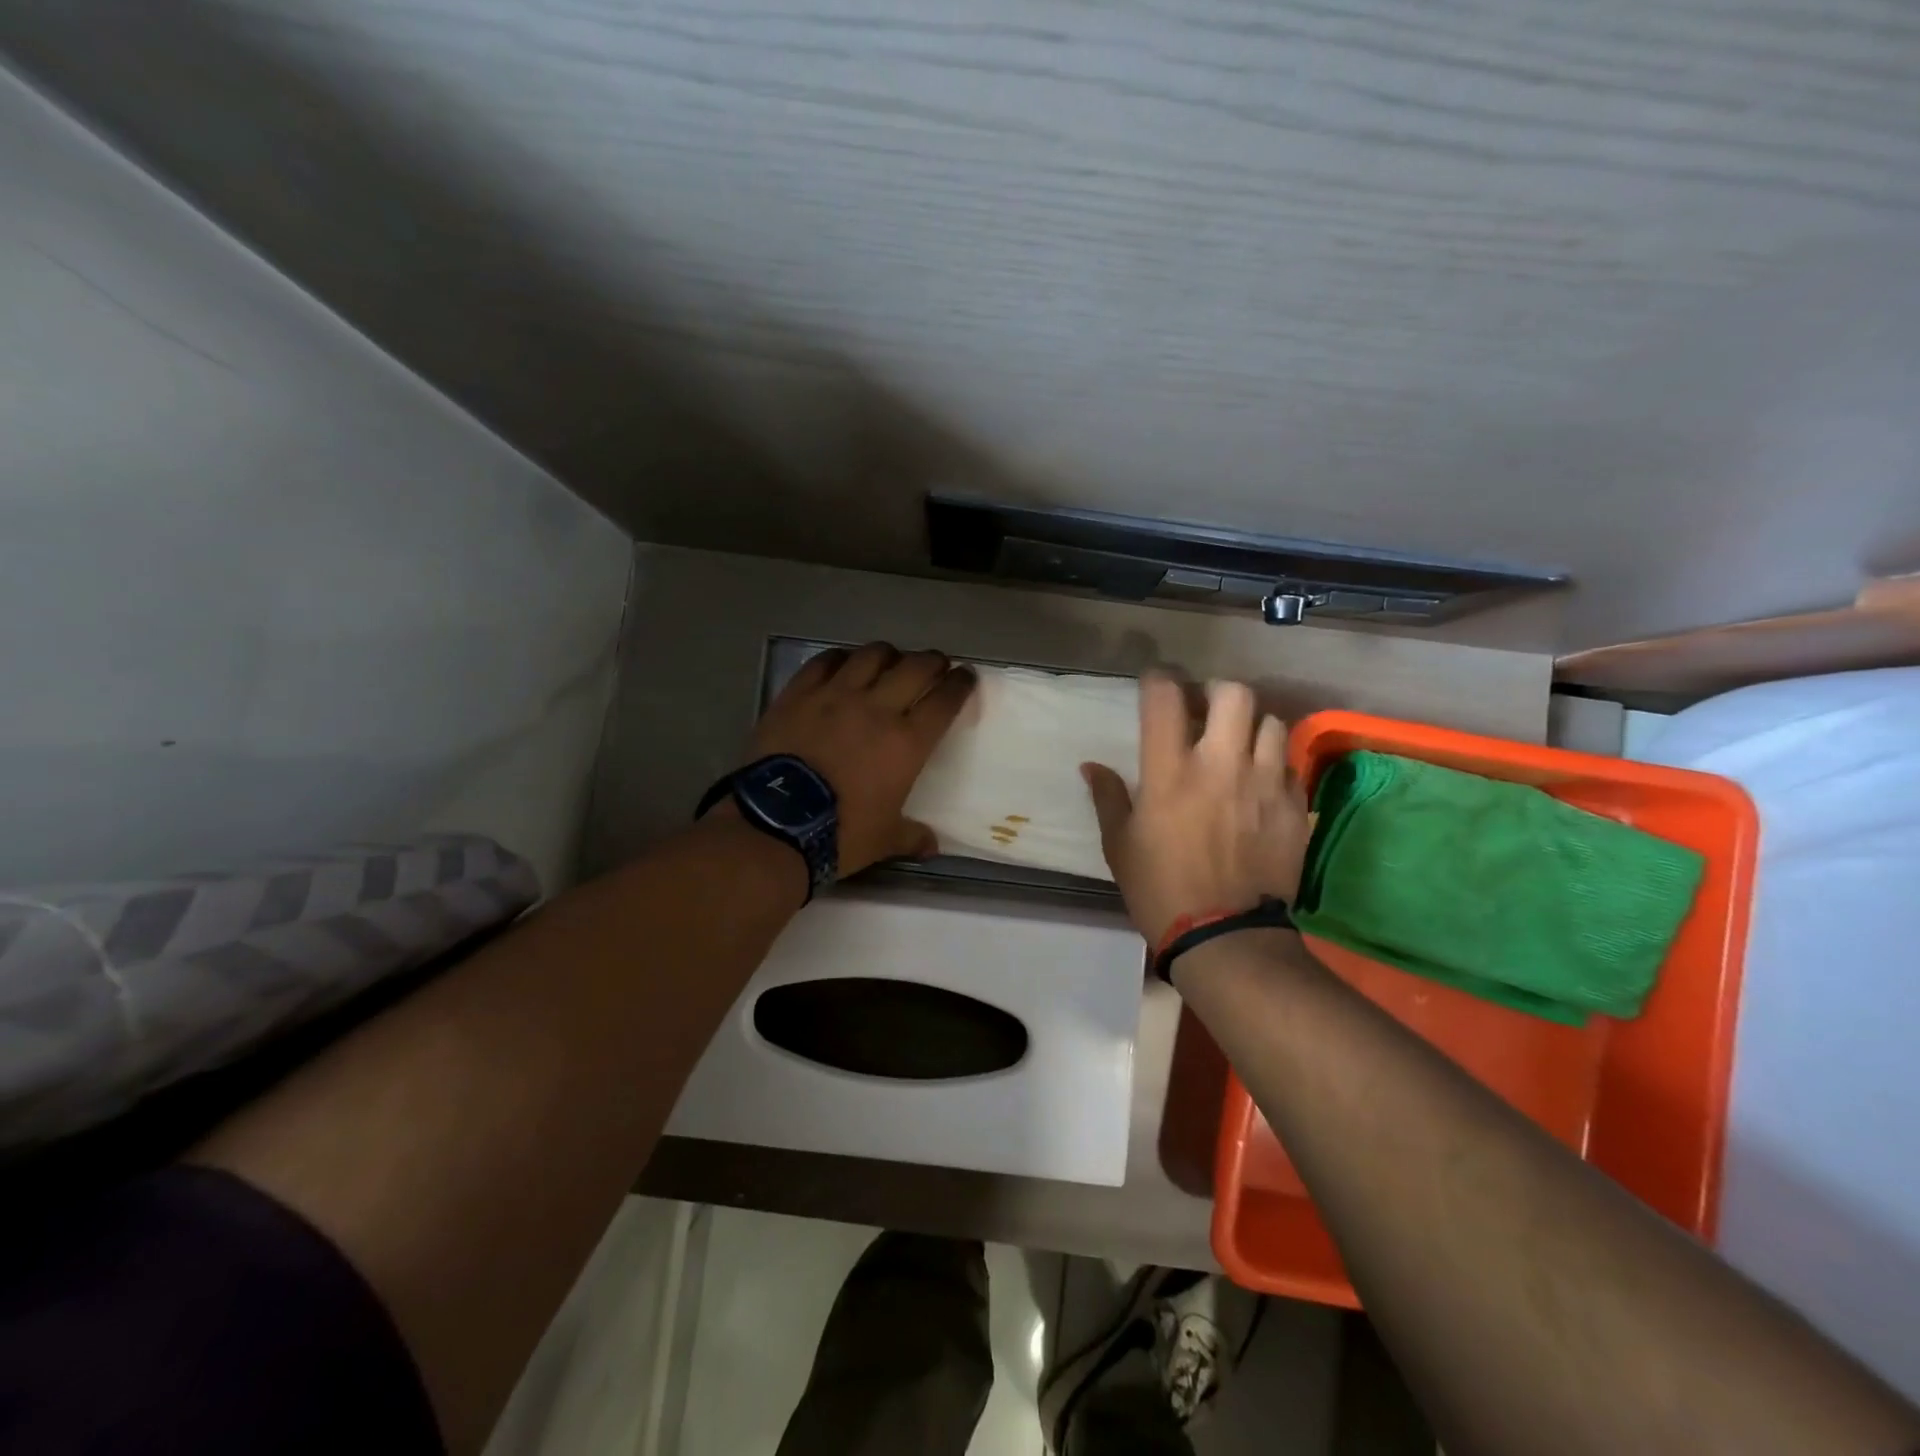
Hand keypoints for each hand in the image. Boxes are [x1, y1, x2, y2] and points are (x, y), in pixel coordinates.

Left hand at [748, 642, 976, 875]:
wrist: (775, 824)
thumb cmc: (840, 833)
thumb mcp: (883, 840)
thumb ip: (911, 837)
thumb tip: (931, 846)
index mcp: (907, 742)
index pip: (944, 701)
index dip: (960, 684)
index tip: (966, 676)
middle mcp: (877, 708)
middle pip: (914, 668)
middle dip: (932, 661)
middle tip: (936, 664)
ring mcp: (835, 695)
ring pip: (871, 656)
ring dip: (889, 654)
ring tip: (891, 660)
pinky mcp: (799, 694)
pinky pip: (824, 662)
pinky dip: (840, 658)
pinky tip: (843, 663)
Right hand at [1082, 675, 1310, 945]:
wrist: (1226, 937)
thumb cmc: (1160, 889)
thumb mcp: (1119, 845)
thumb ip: (1107, 797)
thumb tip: (1091, 766)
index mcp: (1169, 772)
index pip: (1164, 697)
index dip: (1158, 679)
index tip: (1155, 683)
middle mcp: (1220, 765)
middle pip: (1233, 694)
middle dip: (1216, 691)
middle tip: (1204, 709)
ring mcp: (1263, 783)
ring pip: (1271, 722)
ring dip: (1251, 726)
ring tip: (1238, 744)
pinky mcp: (1293, 806)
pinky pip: (1289, 764)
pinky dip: (1273, 763)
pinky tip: (1260, 783)